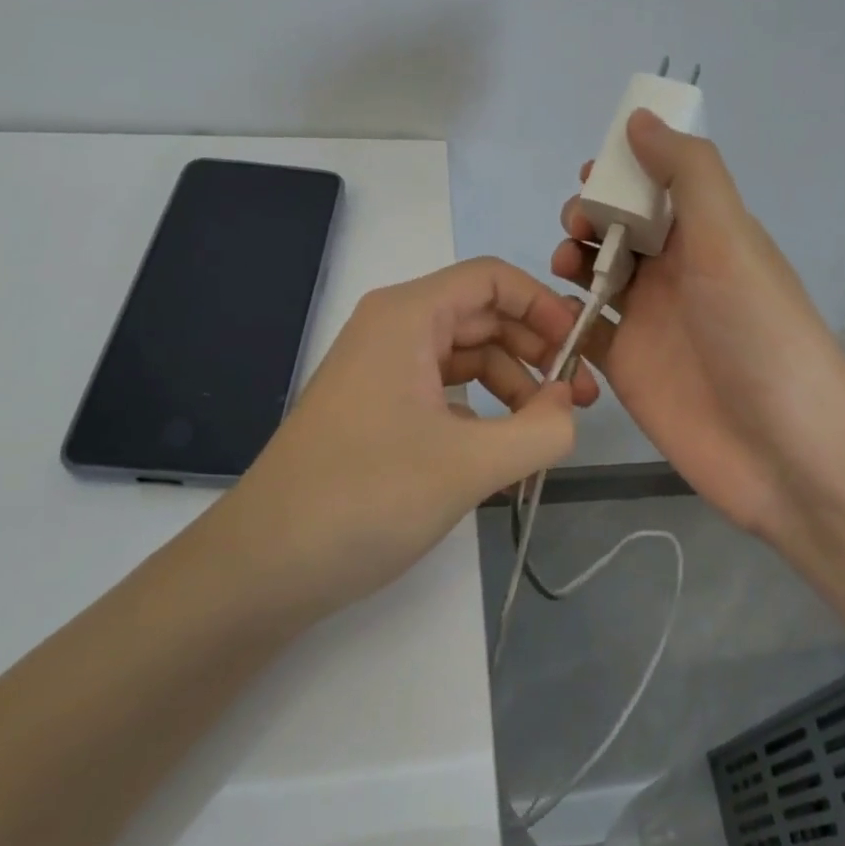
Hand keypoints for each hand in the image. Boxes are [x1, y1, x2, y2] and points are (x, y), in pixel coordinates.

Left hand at [204, 258, 599, 621]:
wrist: (264, 566)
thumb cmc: (365, 497)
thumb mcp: (469, 465)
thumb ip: (541, 430)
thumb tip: (570, 407)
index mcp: (408, 317)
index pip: (492, 279)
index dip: (544, 306)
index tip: (581, 349)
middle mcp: (393, 330)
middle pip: (483, 316)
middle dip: (536, 350)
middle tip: (580, 399)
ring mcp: (382, 370)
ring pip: (466, 356)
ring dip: (514, 384)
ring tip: (547, 431)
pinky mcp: (378, 408)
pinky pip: (445, 390)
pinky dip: (483, 410)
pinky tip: (503, 448)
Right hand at [553, 110, 844, 538]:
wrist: (784, 449)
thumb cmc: (758, 332)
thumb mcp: (729, 238)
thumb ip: (687, 174)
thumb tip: (640, 120)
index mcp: (706, 235)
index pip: (657, 185)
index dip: (622, 171)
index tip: (589, 172)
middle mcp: (677, 272)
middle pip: (620, 227)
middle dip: (589, 214)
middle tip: (577, 227)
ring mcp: (648, 320)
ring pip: (596, 274)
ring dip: (572, 259)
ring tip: (563, 266)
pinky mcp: (626, 366)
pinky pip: (584, 329)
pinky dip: (563, 314)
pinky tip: (552, 312)